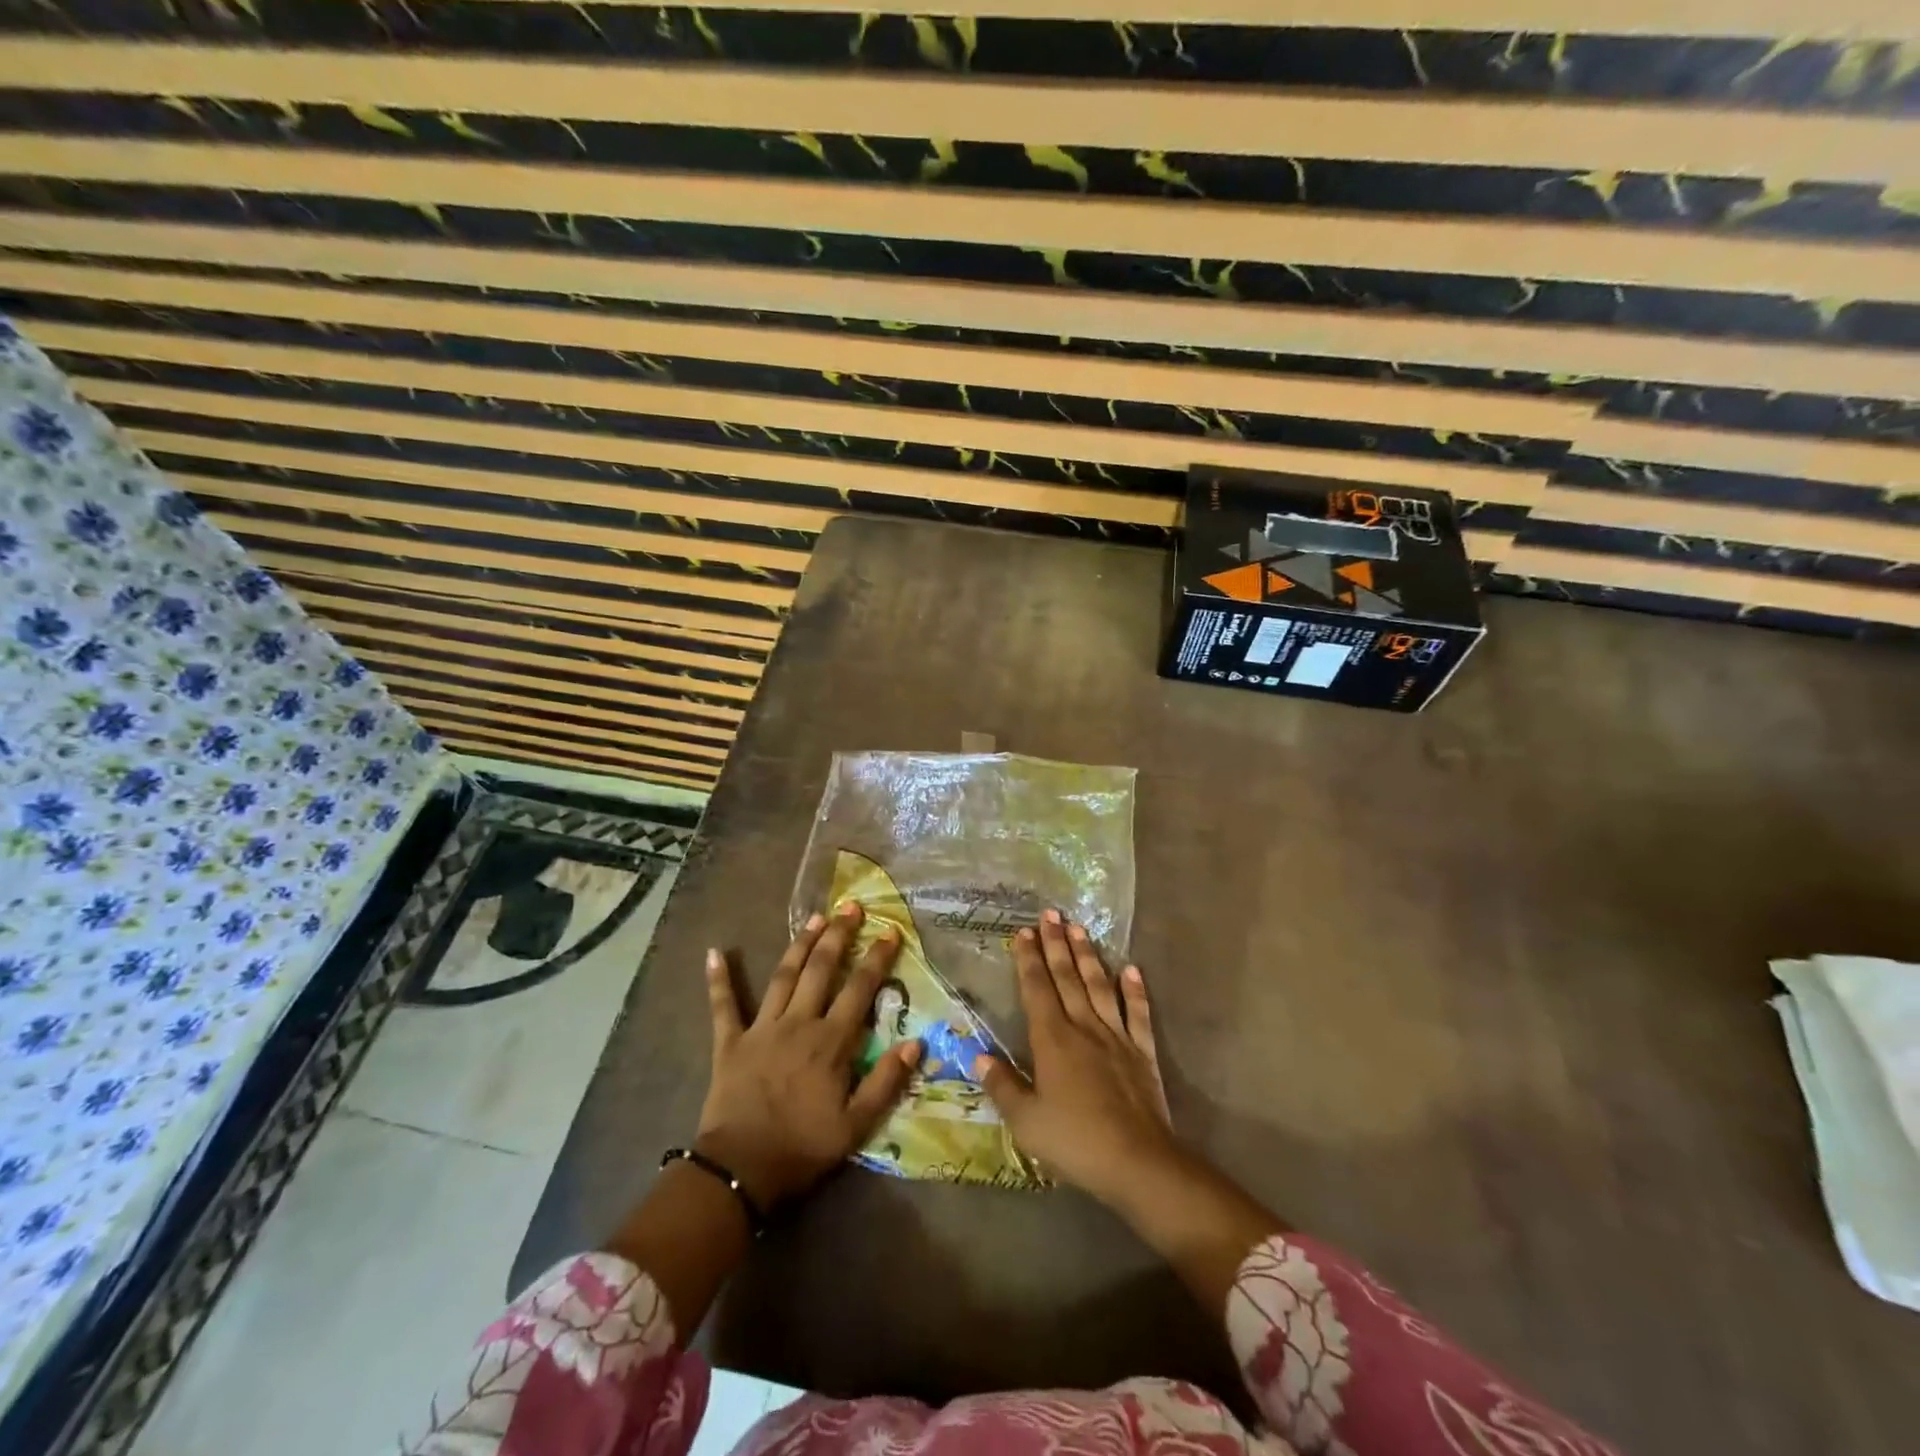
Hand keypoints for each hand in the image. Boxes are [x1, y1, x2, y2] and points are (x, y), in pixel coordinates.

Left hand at [696, 903, 920, 1209]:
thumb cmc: (802, 1148)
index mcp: (830, 1041)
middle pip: (821, 970)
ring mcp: (762, 1028)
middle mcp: (799, 1023)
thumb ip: (886, 1082)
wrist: (741, 1170)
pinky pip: (723, 1006)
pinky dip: (719, 979)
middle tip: (851, 908)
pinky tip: (715, 952)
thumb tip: (917, 1042)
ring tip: (814, 918)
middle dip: (839, 936)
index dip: (876, 958)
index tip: (890, 931)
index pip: (860, 989)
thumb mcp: (857, 1126)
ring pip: (784, 976)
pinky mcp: (730, 1042)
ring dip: (799, 945)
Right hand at [975, 909, 1179, 1205]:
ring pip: (1099, 986)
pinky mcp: (1142, 1052)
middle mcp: (1083, 1027)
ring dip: (1088, 956)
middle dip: (1056, 944)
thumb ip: (1002, 1085)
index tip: (1024, 932)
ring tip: (1080, 928)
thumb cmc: (1074, 1141)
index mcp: (1052, 1039)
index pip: (1037, 989)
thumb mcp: (1026, 1121)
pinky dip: (1134, 990)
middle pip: (1067, 977)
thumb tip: (979, 1055)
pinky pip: (1137, 1013)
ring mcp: (1116, 1036)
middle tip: (1051, 913)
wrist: (1137, 1162)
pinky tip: (1130, 970)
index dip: (1029, 959)